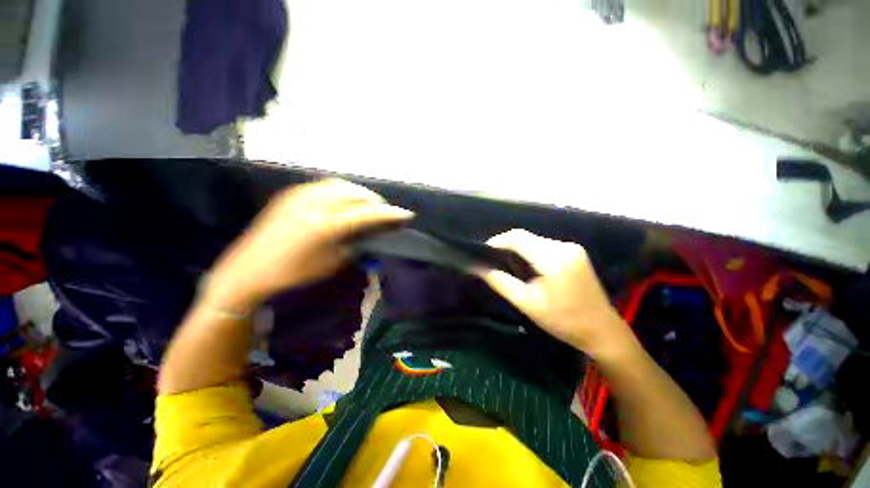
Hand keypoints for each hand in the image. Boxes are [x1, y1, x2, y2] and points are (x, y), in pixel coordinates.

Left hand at [205, 179, 412, 309]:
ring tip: (366, 205)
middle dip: (375, 201)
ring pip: (341, 185)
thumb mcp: (331, 263)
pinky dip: (341, 191)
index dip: (390, 214)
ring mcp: (301, 195)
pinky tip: (344, 200)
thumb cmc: (293, 273)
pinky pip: (325, 185)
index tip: (407, 215)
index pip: (367, 214)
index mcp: (326, 225)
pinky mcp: (292, 194)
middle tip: (384, 212)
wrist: (247, 270)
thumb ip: (354, 243)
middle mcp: (315, 203)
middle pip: (356, 194)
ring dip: (359, 194)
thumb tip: (369, 233)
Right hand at [479, 229, 631, 360]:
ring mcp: (572, 248)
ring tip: (506, 263)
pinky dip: (530, 252)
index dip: (498, 241)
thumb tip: (479, 268)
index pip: (519, 238)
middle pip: (526, 237)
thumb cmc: (564, 321)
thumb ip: (501, 283)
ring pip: (534, 240)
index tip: (483, 252)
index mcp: (554, 259)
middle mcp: (564, 247)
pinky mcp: (574, 252)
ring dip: (518, 249)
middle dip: (506, 245)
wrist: (602, 330)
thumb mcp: (528, 304)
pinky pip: (544, 245)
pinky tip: (525, 265)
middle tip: (492, 261)